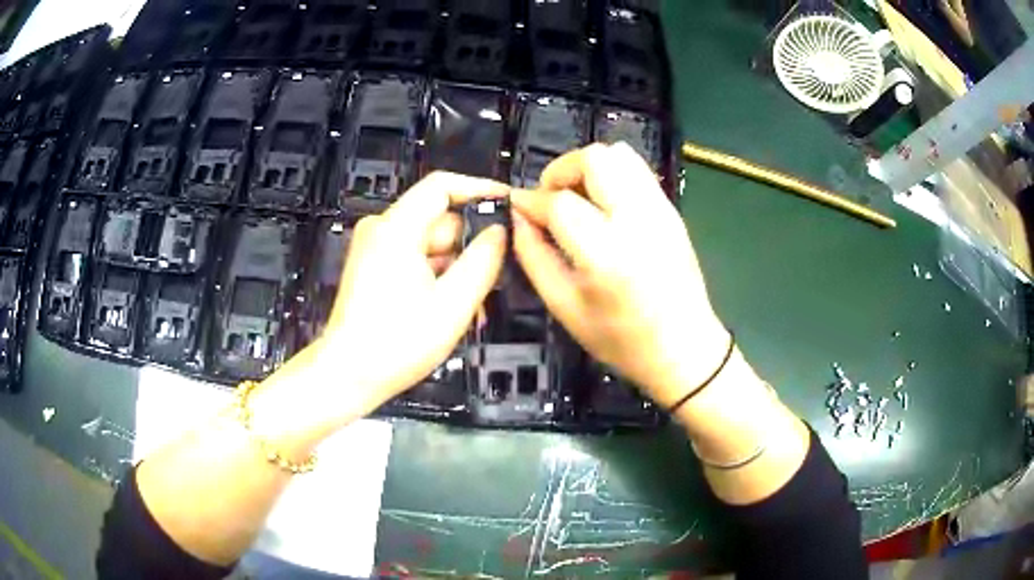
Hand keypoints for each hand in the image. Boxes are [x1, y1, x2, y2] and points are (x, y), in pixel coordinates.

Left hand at [256, 172, 507, 435]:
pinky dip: (437, 278)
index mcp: (396, 228)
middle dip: (470, 248)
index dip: (479, 188)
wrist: (348, 376)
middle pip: (439, 221)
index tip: (508, 203)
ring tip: (472, 308)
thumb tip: (500, 232)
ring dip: (456, 270)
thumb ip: (483, 261)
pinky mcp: (374, 268)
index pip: (442, 186)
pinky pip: (416, 261)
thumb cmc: (397, 342)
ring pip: (431, 245)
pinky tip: (451, 309)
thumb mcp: (453, 303)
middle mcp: (382, 229)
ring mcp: (375, 249)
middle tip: (494, 279)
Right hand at [511, 143, 729, 407]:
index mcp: (608, 254)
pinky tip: (603, 206)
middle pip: (595, 159)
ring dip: (588, 167)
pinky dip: (612, 175)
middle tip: (551, 199)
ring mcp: (661, 210)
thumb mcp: (564, 307)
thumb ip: (534, 256)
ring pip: (620, 154)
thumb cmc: (621, 340)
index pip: (560, 203)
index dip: (531, 201)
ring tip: (577, 199)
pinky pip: (637, 171)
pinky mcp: (672, 210)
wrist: (684, 348)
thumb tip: (517, 216)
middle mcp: (638, 221)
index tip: (518, 208)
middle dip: (562, 170)